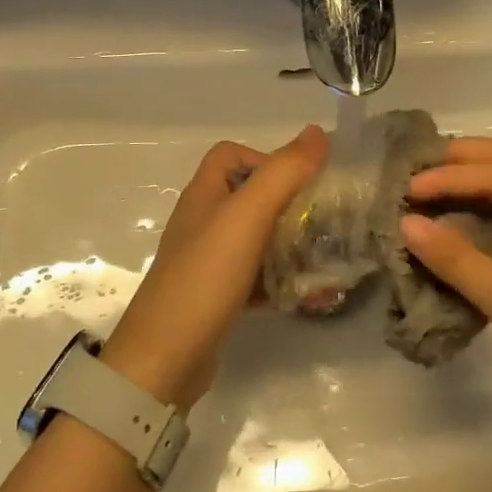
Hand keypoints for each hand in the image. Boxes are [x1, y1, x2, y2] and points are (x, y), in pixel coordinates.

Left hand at [100, 125, 328, 407]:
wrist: (164, 359)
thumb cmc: (205, 277)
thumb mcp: (247, 216)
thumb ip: (283, 172)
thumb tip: (317, 132)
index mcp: (204, 194)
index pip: (232, 154)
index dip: (266, 158)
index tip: (299, 183)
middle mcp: (203, 222)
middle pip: (250, 196)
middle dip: (290, 204)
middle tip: (325, 222)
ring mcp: (208, 262)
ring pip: (256, 239)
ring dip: (290, 244)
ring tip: (326, 259)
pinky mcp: (217, 297)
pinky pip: (255, 278)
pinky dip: (280, 280)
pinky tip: (306, 295)